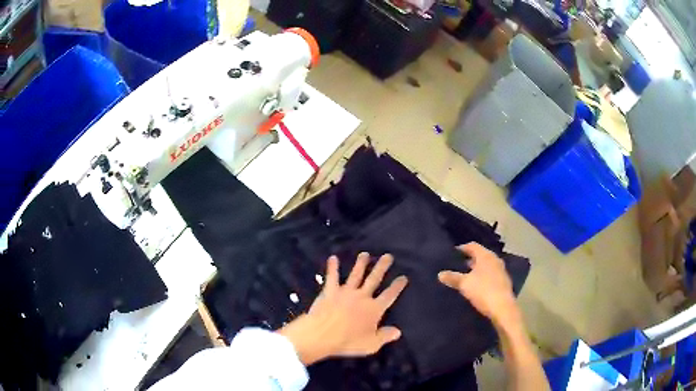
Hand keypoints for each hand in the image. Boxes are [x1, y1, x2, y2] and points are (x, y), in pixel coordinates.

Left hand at [278, 253, 408, 365]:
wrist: (322, 334)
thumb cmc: (348, 342)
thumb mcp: (371, 344)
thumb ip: (385, 336)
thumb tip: (398, 331)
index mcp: (374, 309)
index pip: (389, 295)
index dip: (397, 286)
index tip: (403, 277)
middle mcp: (362, 297)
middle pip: (374, 279)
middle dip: (382, 267)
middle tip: (387, 256)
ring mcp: (346, 292)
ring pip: (355, 275)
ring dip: (361, 264)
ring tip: (365, 254)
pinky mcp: (330, 291)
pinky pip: (332, 277)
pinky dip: (333, 267)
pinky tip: (333, 258)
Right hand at [438, 243, 518, 325]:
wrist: (502, 308)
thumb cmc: (483, 290)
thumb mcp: (464, 284)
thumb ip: (452, 277)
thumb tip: (440, 274)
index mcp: (486, 256)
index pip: (473, 246)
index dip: (462, 248)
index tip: (453, 253)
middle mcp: (495, 260)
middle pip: (480, 255)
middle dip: (469, 259)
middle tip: (457, 264)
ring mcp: (500, 271)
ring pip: (486, 266)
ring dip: (476, 269)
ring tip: (465, 275)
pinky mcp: (503, 282)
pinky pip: (490, 274)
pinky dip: (482, 276)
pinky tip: (475, 285)